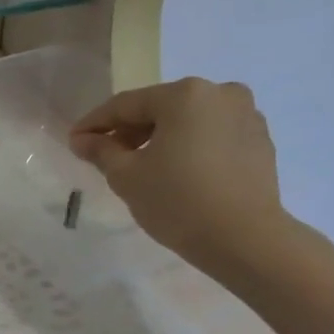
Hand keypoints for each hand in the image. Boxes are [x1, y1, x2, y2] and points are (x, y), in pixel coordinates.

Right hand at [69, 77, 287, 275]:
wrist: (245, 240)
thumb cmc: (177, 201)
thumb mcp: (126, 176)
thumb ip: (100, 151)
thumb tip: (81, 140)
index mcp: (185, 95)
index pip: (126, 105)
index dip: (94, 123)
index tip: (74, 141)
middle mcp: (219, 94)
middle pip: (159, 108)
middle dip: (129, 131)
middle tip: (104, 155)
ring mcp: (246, 116)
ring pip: (187, 122)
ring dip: (159, 138)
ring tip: (139, 166)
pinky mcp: (260, 141)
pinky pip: (211, 136)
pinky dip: (188, 147)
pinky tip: (174, 172)